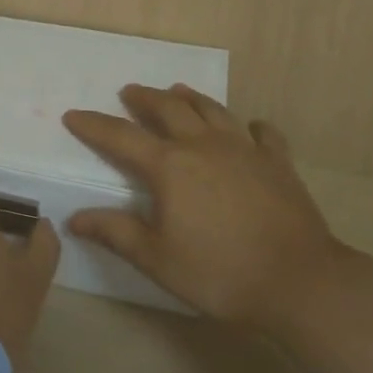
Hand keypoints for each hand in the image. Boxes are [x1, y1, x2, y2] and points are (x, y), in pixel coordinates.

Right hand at [62, 84, 343, 325]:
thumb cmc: (219, 273)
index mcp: (169, 166)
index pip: (121, 137)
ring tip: (178, 91)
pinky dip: (251, 126)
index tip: (73, 114)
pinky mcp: (278, 163)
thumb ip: (116, 233)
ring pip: (213, 110)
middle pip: (169, 108)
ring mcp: (245, 150)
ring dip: (191, 98)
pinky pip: (263, 133)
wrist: (299, 281)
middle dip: (145, 98)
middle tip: (130, 92)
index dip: (94, 125)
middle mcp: (204, 146)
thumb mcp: (157, 259)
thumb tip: (75, 219)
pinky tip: (250, 128)